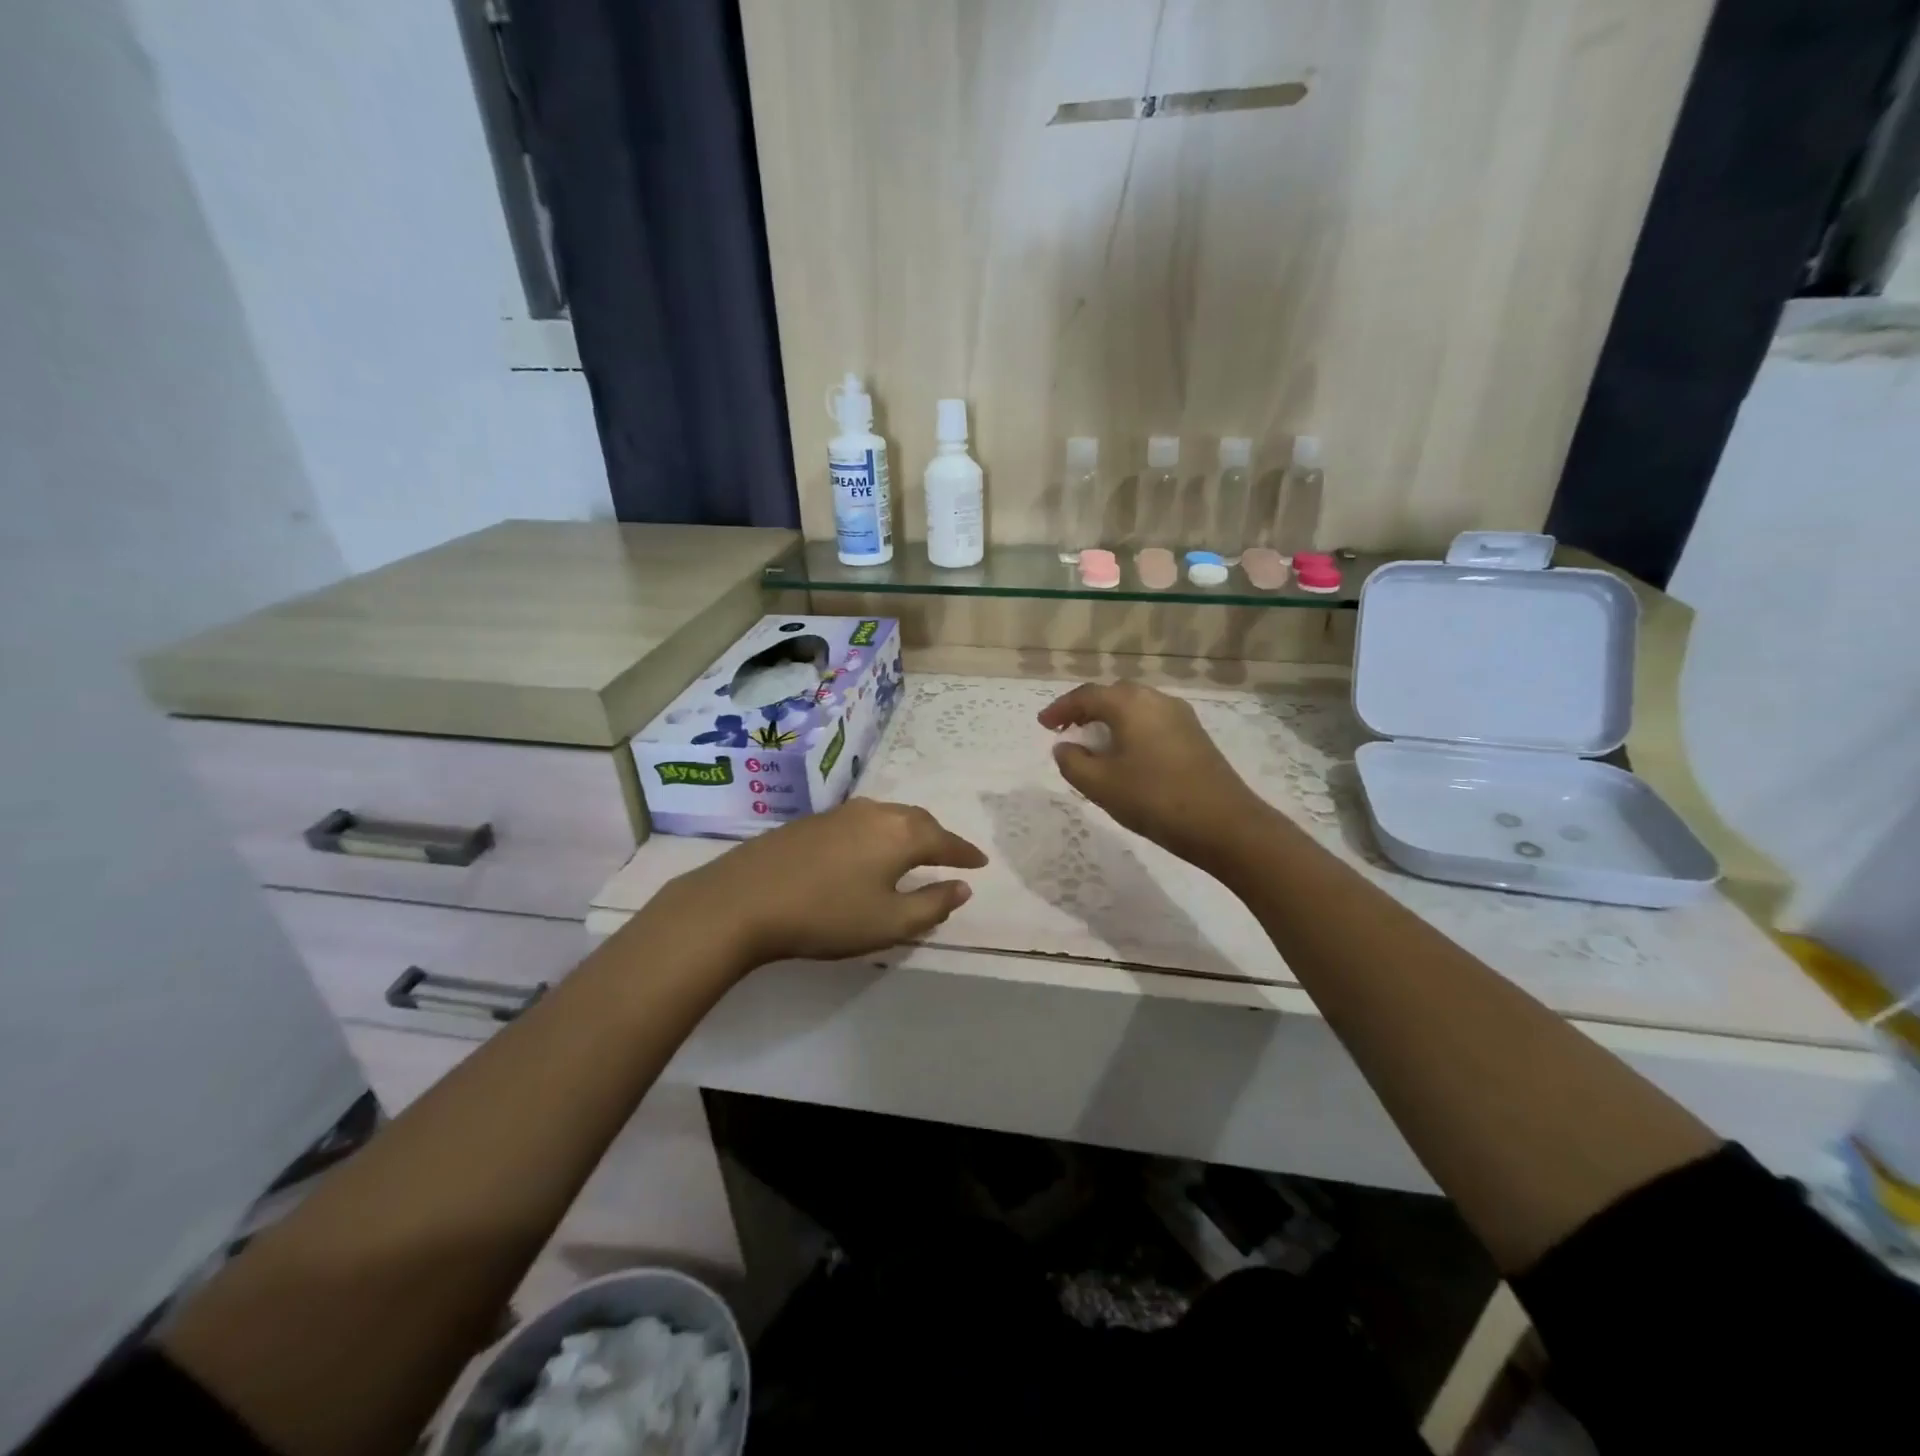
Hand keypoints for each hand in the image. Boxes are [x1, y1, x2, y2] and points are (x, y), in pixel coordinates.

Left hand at [667, 799, 987, 966]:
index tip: (981, 863)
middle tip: (951, 855)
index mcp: (901, 834)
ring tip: (914, 850)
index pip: (945, 841)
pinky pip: (862, 821)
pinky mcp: (812, 821)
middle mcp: (876, 813)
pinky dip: (879, 833)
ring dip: (908, 832)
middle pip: (918, 821)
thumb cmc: (827, 915)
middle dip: (939, 837)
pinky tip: (868, 850)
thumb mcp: (889, 922)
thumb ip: (932, 904)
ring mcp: (841, 813)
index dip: (965, 854)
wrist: (744, 900)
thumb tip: (962, 887)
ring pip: (888, 817)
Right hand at [1040, 681, 1265, 868]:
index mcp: (1130, 704)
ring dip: (1110, 720)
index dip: (1060, 710)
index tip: (1043, 726)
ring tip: (1093, 744)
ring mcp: (1180, 716)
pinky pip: (1152, 722)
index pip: (1086, 696)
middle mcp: (1156, 699)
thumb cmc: (1154, 799)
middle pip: (1113, 695)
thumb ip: (1073, 762)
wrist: (1224, 824)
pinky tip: (1126, 755)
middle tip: (1066, 730)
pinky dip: (1131, 730)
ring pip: (1135, 708)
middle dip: (1086, 710)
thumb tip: (1065, 747)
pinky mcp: (1195, 736)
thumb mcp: (1101, 785)